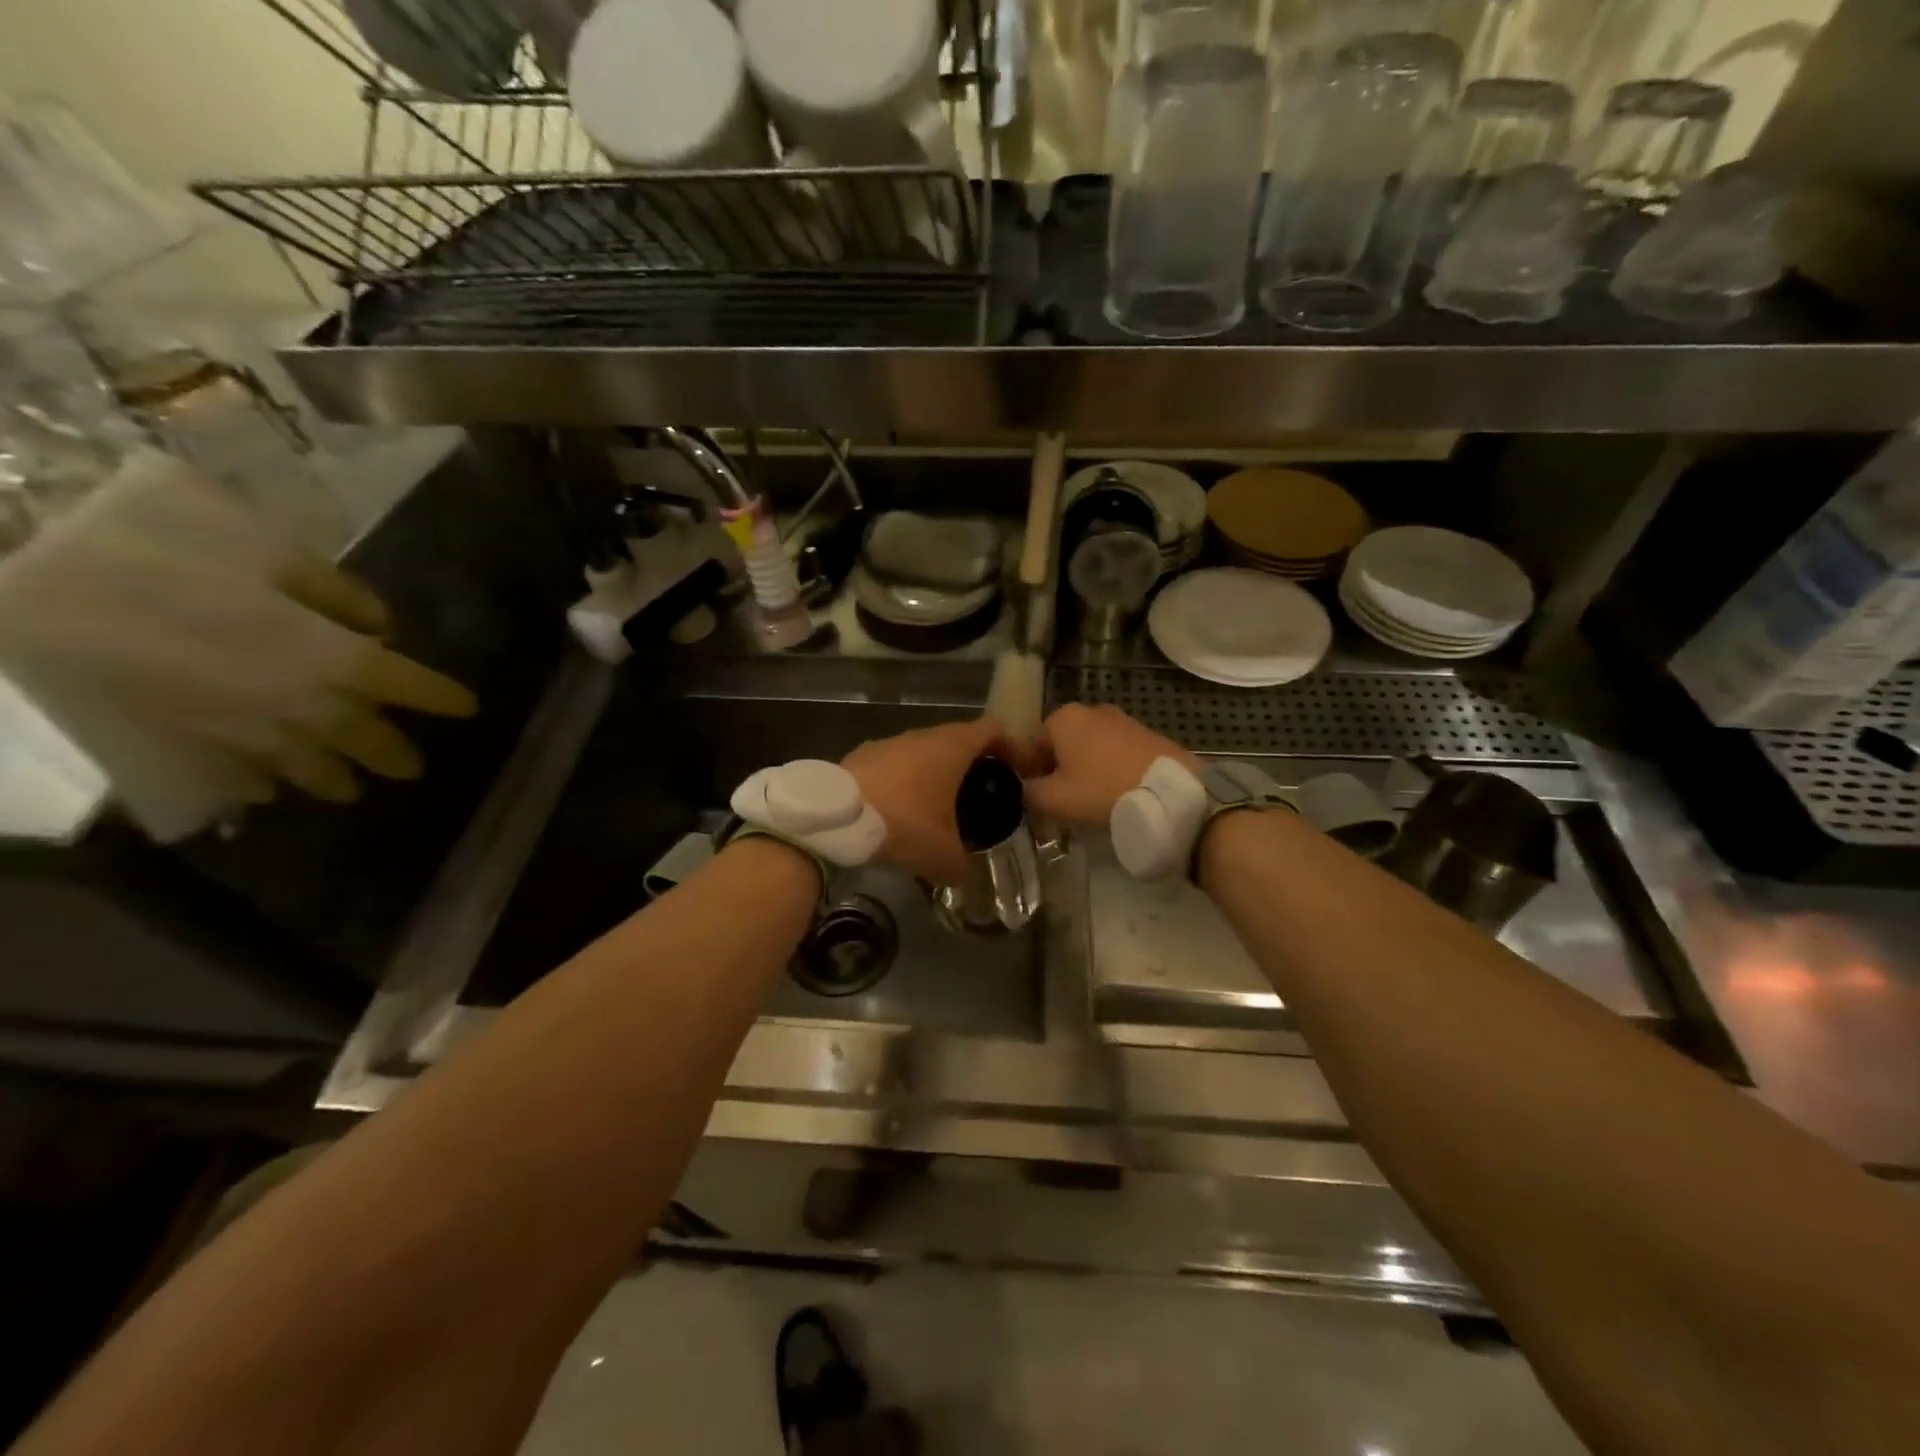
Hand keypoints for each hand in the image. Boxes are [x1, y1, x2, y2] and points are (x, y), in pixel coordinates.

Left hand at [843, 718, 1035, 883]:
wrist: (834, 817)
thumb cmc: (903, 823)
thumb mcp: (942, 855)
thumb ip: (962, 865)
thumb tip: (965, 876)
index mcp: (952, 746)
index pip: (994, 729)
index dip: (1012, 747)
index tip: (1018, 772)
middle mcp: (923, 735)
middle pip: (959, 739)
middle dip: (973, 764)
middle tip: (981, 794)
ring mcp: (890, 742)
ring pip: (924, 751)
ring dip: (936, 772)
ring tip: (939, 806)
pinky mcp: (863, 755)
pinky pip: (896, 764)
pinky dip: (906, 781)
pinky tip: (900, 810)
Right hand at [1023, 704, 1198, 827]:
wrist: (1170, 794)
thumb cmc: (1102, 791)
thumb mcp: (1053, 800)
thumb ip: (1027, 793)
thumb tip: (1024, 789)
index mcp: (1063, 718)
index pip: (1031, 746)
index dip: (1030, 775)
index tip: (1039, 800)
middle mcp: (1091, 710)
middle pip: (1061, 745)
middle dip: (1059, 771)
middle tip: (1064, 803)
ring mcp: (1122, 720)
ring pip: (1089, 749)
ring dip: (1085, 771)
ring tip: (1093, 802)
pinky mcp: (1147, 734)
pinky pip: (1115, 753)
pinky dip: (1110, 771)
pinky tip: (1117, 794)